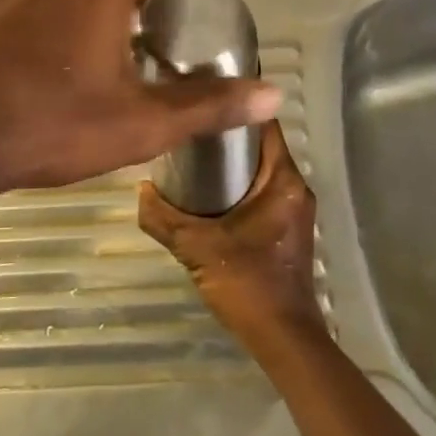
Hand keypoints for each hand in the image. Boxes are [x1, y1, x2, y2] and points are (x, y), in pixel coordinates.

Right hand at [138, 123, 322, 351]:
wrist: (283, 337)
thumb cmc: (247, 284)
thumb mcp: (196, 248)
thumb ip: (163, 218)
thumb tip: (140, 190)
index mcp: (283, 180)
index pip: (264, 125)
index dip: (235, 107)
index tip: (202, 98)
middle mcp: (296, 187)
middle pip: (261, 146)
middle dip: (226, 137)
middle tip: (187, 129)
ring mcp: (295, 209)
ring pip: (261, 171)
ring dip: (232, 164)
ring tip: (191, 157)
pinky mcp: (289, 228)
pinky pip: (263, 191)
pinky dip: (239, 186)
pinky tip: (208, 194)